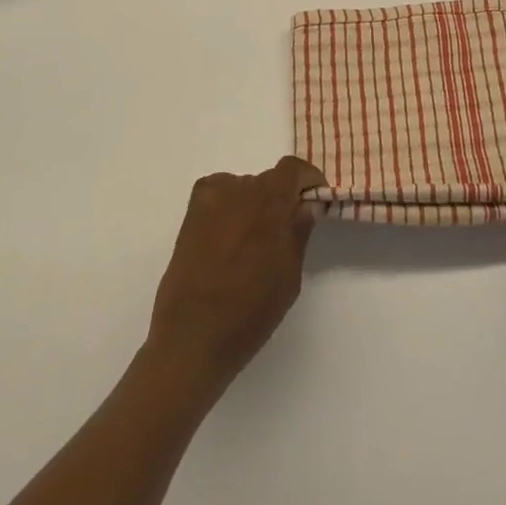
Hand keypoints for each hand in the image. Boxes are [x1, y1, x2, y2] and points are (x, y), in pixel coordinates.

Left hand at [146, 156, 324, 398]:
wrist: (193, 336)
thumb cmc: (250, 311)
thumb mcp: (289, 275)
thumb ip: (299, 232)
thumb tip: (307, 205)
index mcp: (270, 202)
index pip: (293, 168)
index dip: (308, 179)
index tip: (315, 200)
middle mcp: (240, 189)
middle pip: (268, 180)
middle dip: (281, 198)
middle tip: (285, 230)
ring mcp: (211, 199)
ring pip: (243, 188)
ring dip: (254, 204)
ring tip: (253, 241)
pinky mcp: (191, 214)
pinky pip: (218, 195)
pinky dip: (229, 206)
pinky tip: (229, 236)